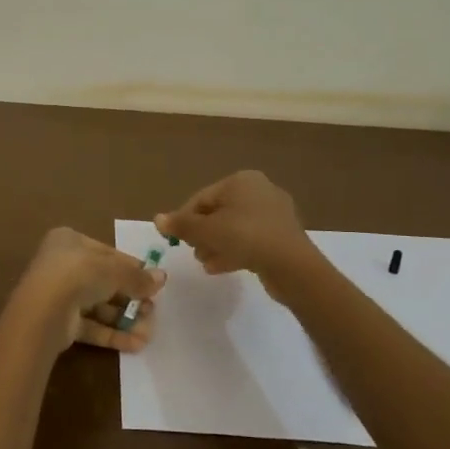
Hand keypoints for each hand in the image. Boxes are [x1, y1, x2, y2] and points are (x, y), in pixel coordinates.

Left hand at [10, 227, 164, 354]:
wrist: (45, 311)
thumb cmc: (79, 275)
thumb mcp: (114, 270)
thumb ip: (137, 276)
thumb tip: (162, 278)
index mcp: (69, 241)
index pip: (107, 253)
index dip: (132, 268)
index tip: (153, 282)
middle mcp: (62, 265)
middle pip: (104, 281)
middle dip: (131, 298)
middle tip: (153, 310)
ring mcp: (60, 295)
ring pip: (99, 306)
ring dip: (125, 319)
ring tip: (149, 332)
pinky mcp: (60, 322)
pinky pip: (91, 326)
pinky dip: (112, 334)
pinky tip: (136, 344)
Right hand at [157, 171, 315, 283]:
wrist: (293, 266)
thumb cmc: (246, 237)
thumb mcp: (207, 231)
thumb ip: (181, 225)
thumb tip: (156, 219)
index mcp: (241, 180)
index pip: (202, 198)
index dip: (185, 218)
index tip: (175, 239)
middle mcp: (259, 190)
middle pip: (218, 212)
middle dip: (202, 233)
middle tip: (192, 251)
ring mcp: (274, 212)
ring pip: (234, 227)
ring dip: (215, 244)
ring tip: (205, 262)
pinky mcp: (282, 235)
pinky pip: (250, 239)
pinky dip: (234, 250)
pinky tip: (219, 267)